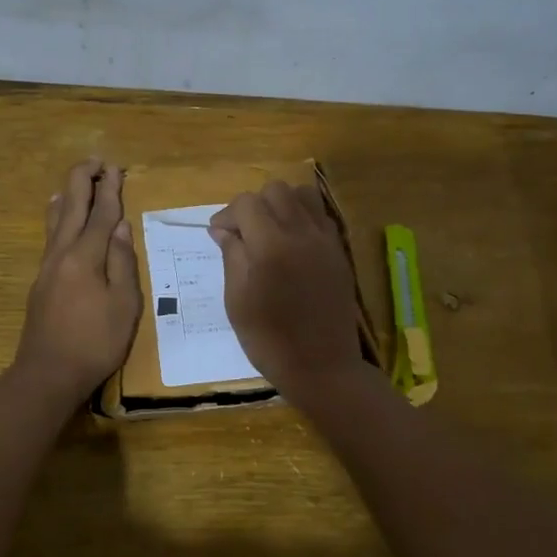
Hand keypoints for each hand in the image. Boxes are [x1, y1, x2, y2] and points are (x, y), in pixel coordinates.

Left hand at [12, 160, 141, 403]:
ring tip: (75, 180)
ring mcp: (47, 266)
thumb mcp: (124, 304)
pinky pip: (50, 235)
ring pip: (56, 219)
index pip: (100, 213)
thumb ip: (122, 261)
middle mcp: (62, 252)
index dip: (110, 189)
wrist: (48, 373)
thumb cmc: (95, 342)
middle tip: (97, 161)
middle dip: (84, 180)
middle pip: (71, 206)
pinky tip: (57, 216)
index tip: (116, 167)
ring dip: (68, 194)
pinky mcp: (41, 280)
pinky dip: (57, 216)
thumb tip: (120, 225)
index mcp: (85, 256)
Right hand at [210, 181, 362, 401]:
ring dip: (281, 204)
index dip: (227, 215)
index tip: (218, 236)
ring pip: (302, 194)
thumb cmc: (269, 340)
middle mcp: (301, 233)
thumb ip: (231, 256)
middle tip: (243, 233)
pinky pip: (320, 215)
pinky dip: (302, 217)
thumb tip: (223, 229)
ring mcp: (325, 240)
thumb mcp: (237, 300)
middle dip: (254, 205)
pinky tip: (292, 243)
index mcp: (271, 245)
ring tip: (269, 231)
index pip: (246, 203)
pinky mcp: (339, 251)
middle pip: (275, 190)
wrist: (322, 366)